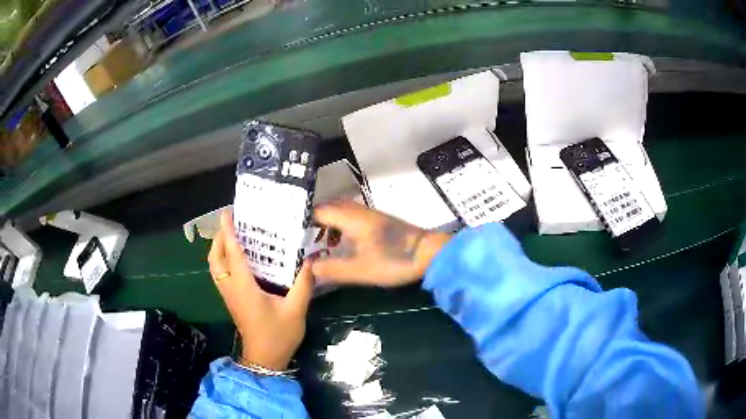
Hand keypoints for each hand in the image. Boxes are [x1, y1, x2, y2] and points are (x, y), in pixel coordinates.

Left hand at [208, 210, 313, 370]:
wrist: (265, 358)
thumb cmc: (278, 335)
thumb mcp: (296, 310)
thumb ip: (303, 284)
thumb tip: (309, 261)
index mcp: (244, 287)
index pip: (233, 254)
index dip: (228, 232)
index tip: (226, 213)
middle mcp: (231, 288)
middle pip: (215, 258)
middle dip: (219, 238)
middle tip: (232, 223)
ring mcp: (229, 295)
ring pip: (215, 266)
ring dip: (219, 248)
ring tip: (234, 236)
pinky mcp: (231, 300)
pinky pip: (221, 274)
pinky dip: (224, 260)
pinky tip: (240, 258)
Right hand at [311, 201, 450, 286]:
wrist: (428, 253)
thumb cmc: (393, 260)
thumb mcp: (359, 270)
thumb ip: (331, 269)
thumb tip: (308, 267)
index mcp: (350, 217)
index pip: (318, 211)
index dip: (303, 222)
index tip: (291, 234)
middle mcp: (357, 210)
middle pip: (328, 210)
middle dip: (313, 224)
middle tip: (300, 240)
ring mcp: (369, 214)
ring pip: (340, 214)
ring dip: (327, 226)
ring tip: (316, 244)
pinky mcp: (377, 221)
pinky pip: (351, 219)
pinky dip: (340, 229)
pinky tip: (340, 245)